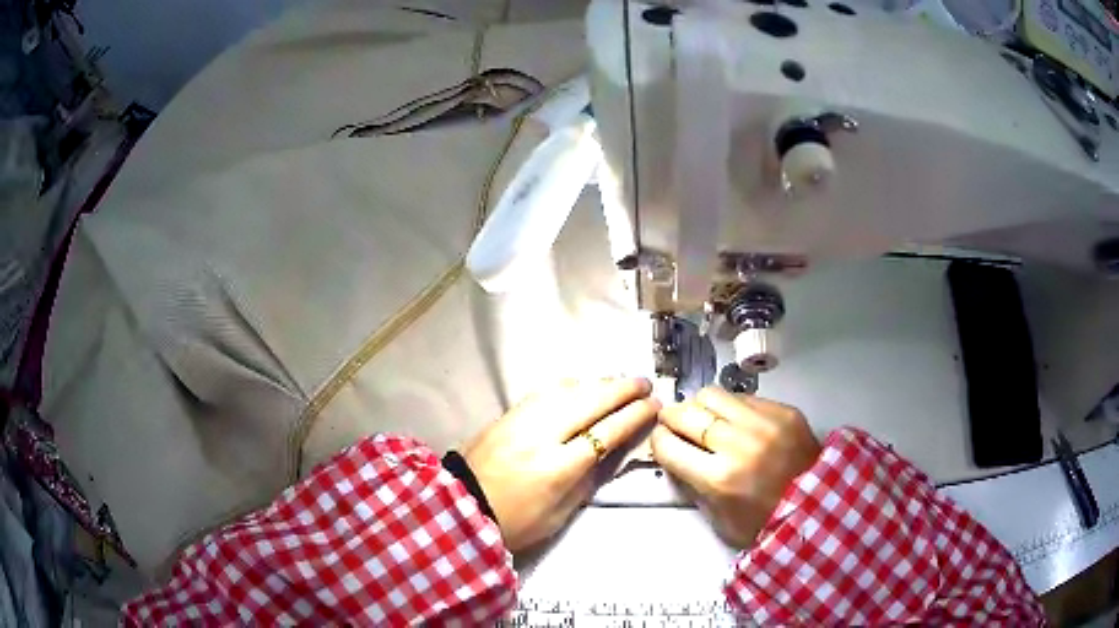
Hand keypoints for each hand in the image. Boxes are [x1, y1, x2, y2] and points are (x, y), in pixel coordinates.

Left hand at [463, 378, 659, 550]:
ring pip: (568, 390)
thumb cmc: (515, 522)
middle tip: (644, 383)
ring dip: (598, 384)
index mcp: (557, 467)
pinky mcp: (507, 414)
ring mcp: (521, 419)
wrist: (462, 508)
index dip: (634, 416)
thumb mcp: (560, 514)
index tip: (653, 405)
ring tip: (618, 384)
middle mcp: (541, 435)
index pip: (606, 431)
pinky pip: (545, 391)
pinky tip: (581, 387)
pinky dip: (570, 387)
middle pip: (590, 401)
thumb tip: (611, 450)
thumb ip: (588, 480)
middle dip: (622, 389)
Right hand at [650, 388, 819, 547]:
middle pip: (687, 413)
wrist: (819, 507)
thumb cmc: (764, 522)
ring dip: (701, 406)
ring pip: (712, 395)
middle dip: (672, 418)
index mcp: (718, 478)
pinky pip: (744, 397)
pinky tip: (736, 420)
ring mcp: (763, 423)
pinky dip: (732, 407)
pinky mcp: (783, 411)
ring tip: (706, 418)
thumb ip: (694, 486)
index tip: (662, 441)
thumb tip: (675, 455)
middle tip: (675, 424)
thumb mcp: (718, 518)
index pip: (669, 445)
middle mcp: (738, 444)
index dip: (659, 441)